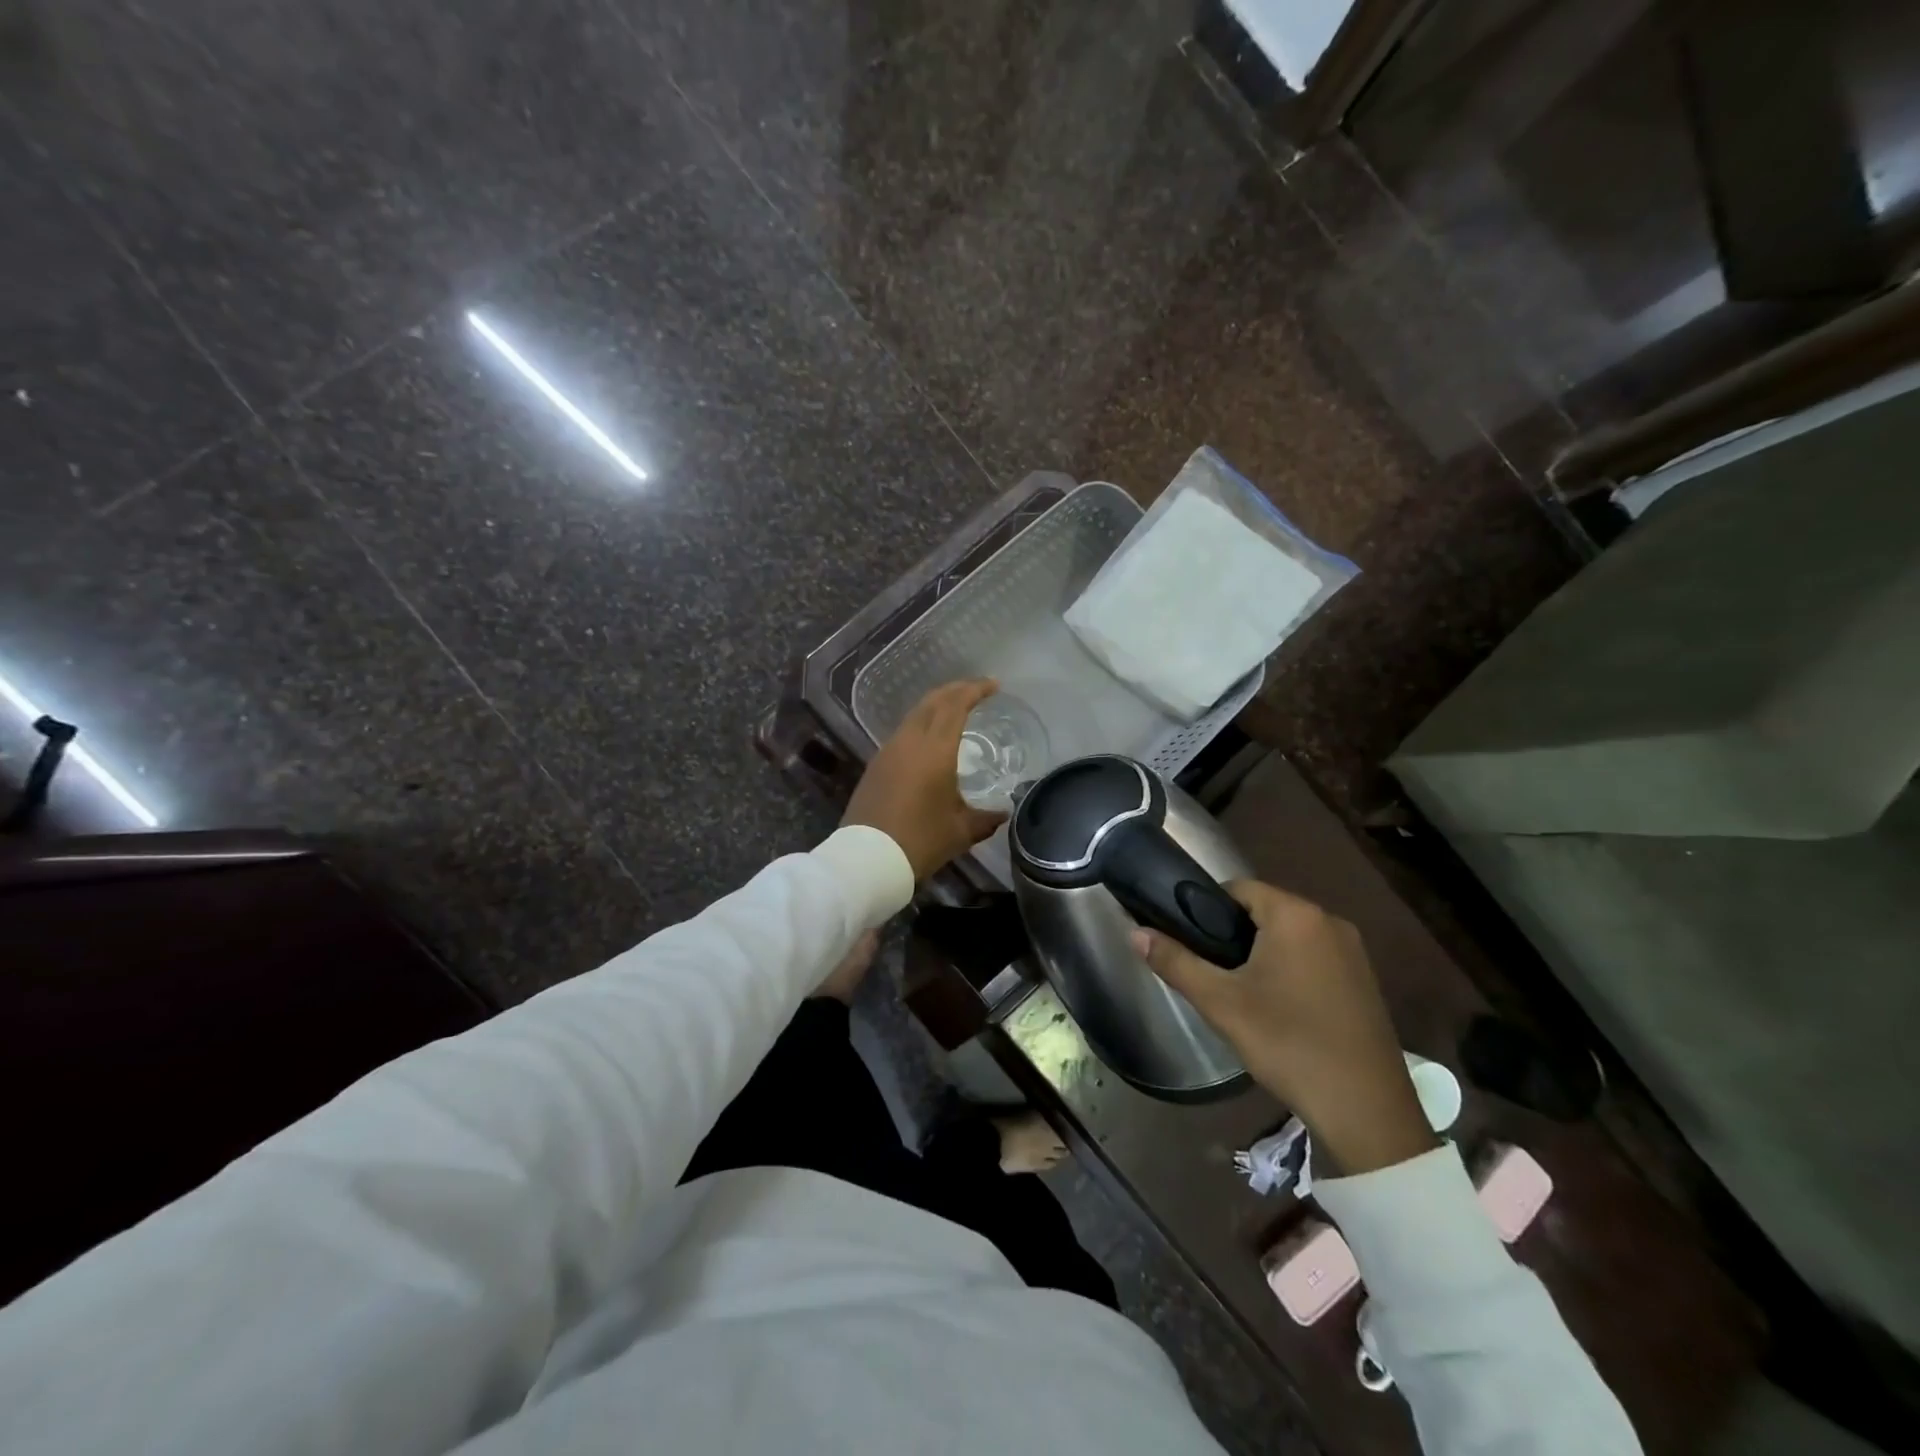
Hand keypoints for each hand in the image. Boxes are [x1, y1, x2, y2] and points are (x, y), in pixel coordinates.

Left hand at [844, 679, 1006, 880]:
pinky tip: (929, 739)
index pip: (956, 705)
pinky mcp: (876, 765)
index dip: (975, 690)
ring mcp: (888, 750)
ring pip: (915, 714)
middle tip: (976, 690)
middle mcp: (910, 741)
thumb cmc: (920, 841)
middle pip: (933, 701)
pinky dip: (921, 723)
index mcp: (935, 749)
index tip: (994, 686)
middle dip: (955, 690)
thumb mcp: (960, 832)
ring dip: (936, 705)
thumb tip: (1003, 812)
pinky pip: (903, 732)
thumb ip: (985, 818)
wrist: (866, 858)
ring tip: (955, 710)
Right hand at [1131, 881, 1436, 1175]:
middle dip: (1234, 934)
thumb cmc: (1287, 1043)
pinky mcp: (1365, 979)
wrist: (1365, 1110)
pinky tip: (1280, 1007)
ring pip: (1290, 935)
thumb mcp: (1220, 1002)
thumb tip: (1134, 933)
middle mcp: (1329, 920)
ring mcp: (1353, 951)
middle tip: (1211, 972)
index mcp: (1296, 915)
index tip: (1190, 941)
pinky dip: (1291, 968)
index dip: (1207, 909)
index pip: (1238, 889)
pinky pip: (1315, 956)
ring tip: (1240, 991)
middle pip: (1265, 910)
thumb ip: (1175, 961)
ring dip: (1263, 952)